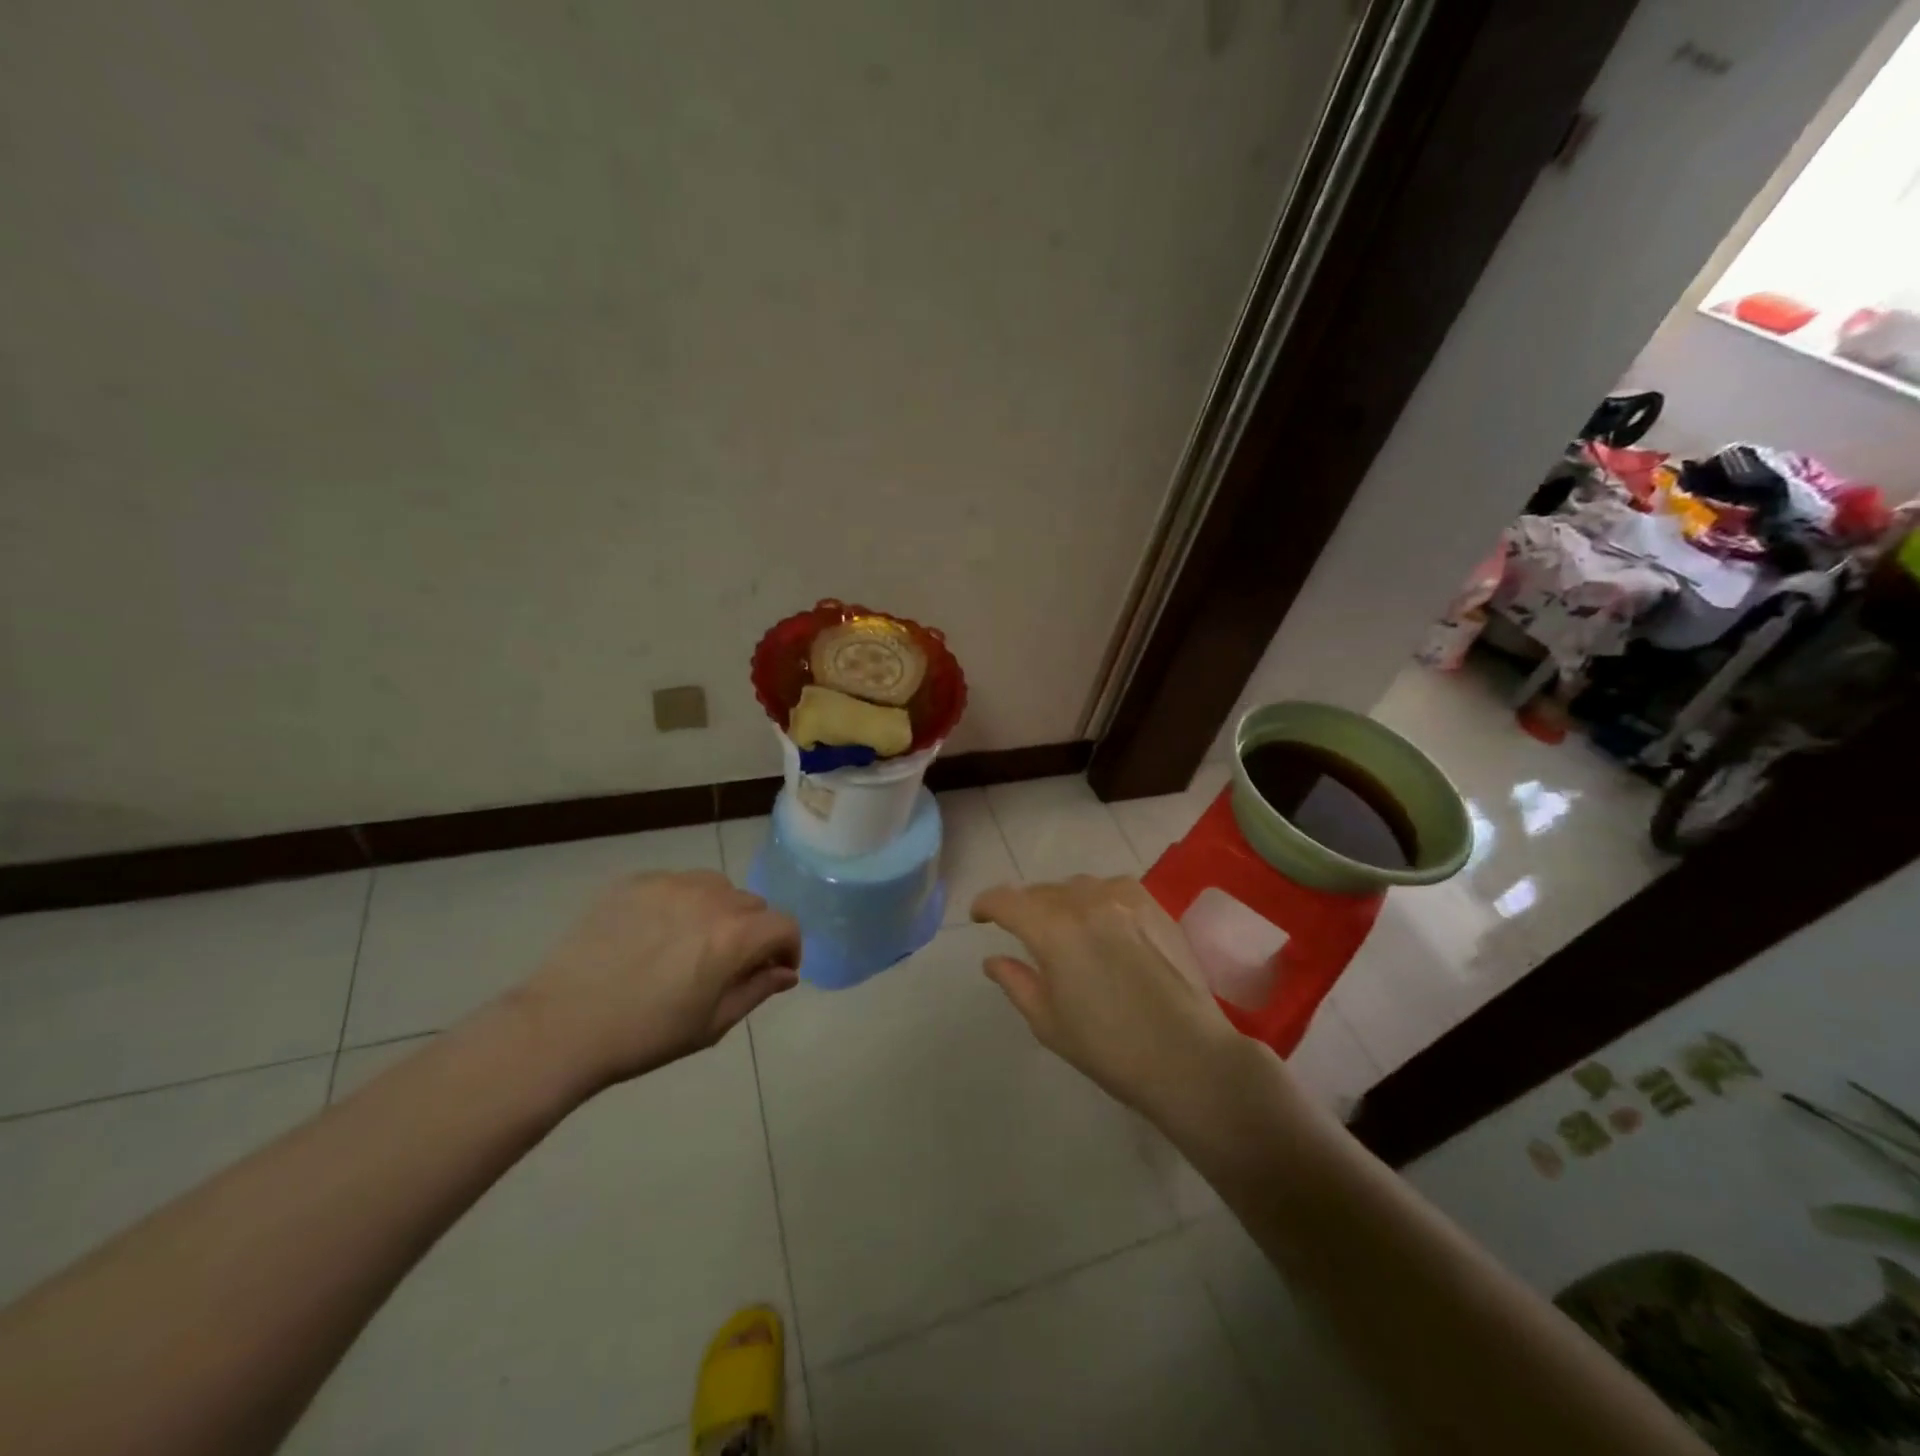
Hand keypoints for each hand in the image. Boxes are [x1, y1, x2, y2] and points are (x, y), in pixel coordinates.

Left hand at [513, 870, 800, 1089]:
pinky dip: (680, 904)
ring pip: (716, 888)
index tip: (774, 970)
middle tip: (728, 964)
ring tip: (692, 943)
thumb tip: (785, 972)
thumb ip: (757, 990)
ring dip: (719, 911)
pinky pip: (676, 884)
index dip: (788, 948)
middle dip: (753, 932)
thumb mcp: (712, 1024)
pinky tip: (655, 935)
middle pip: (752, 905)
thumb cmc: (645, 1035)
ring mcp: (670, 884)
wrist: (561, 1026)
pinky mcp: (634, 882)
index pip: (784, 925)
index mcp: (734, 936)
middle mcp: (710, 898)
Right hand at [970, 876, 1257, 1122]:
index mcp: (1052, 929)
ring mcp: (1123, 898)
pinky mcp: (1153, 904)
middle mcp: (1085, 901)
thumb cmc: (1109, 1048)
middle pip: (1041, 891)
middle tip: (1024, 935)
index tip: (980, 918)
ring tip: (1066, 929)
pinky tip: (1103, 924)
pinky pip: (1112, 888)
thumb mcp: (1048, 1022)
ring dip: (1061, 902)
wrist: (1187, 1056)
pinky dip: (1097, 899)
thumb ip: (1016, 982)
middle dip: (1025, 908)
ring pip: (1076, 886)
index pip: (1006, 900)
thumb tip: (993, 960)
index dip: (987, 905)